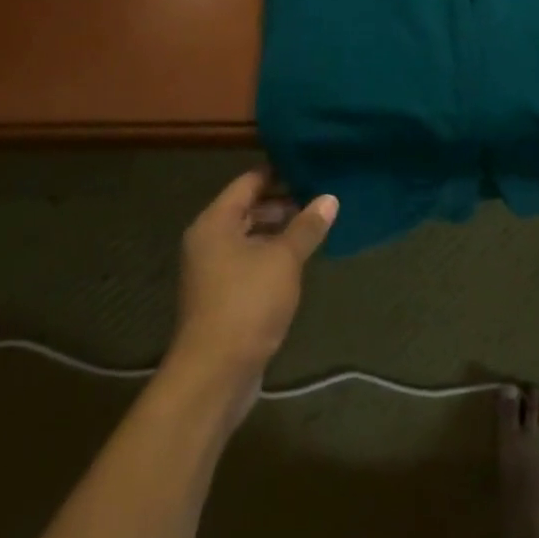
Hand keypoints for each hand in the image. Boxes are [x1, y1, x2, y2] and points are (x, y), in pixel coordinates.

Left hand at [169, 171, 337, 405]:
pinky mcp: (222, 295)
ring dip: (279, 231)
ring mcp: (212, 270)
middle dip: (283, 202)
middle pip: (248, 209)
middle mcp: (208, 240)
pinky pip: (249, 262)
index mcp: (215, 222)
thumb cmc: (247, 303)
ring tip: (317, 226)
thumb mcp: (284, 259)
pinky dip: (271, 256)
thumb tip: (330, 197)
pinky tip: (300, 260)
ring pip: (249, 237)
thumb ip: (306, 227)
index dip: (279, 172)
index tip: (310, 167)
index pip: (248, 182)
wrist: (215, 371)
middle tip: (321, 197)